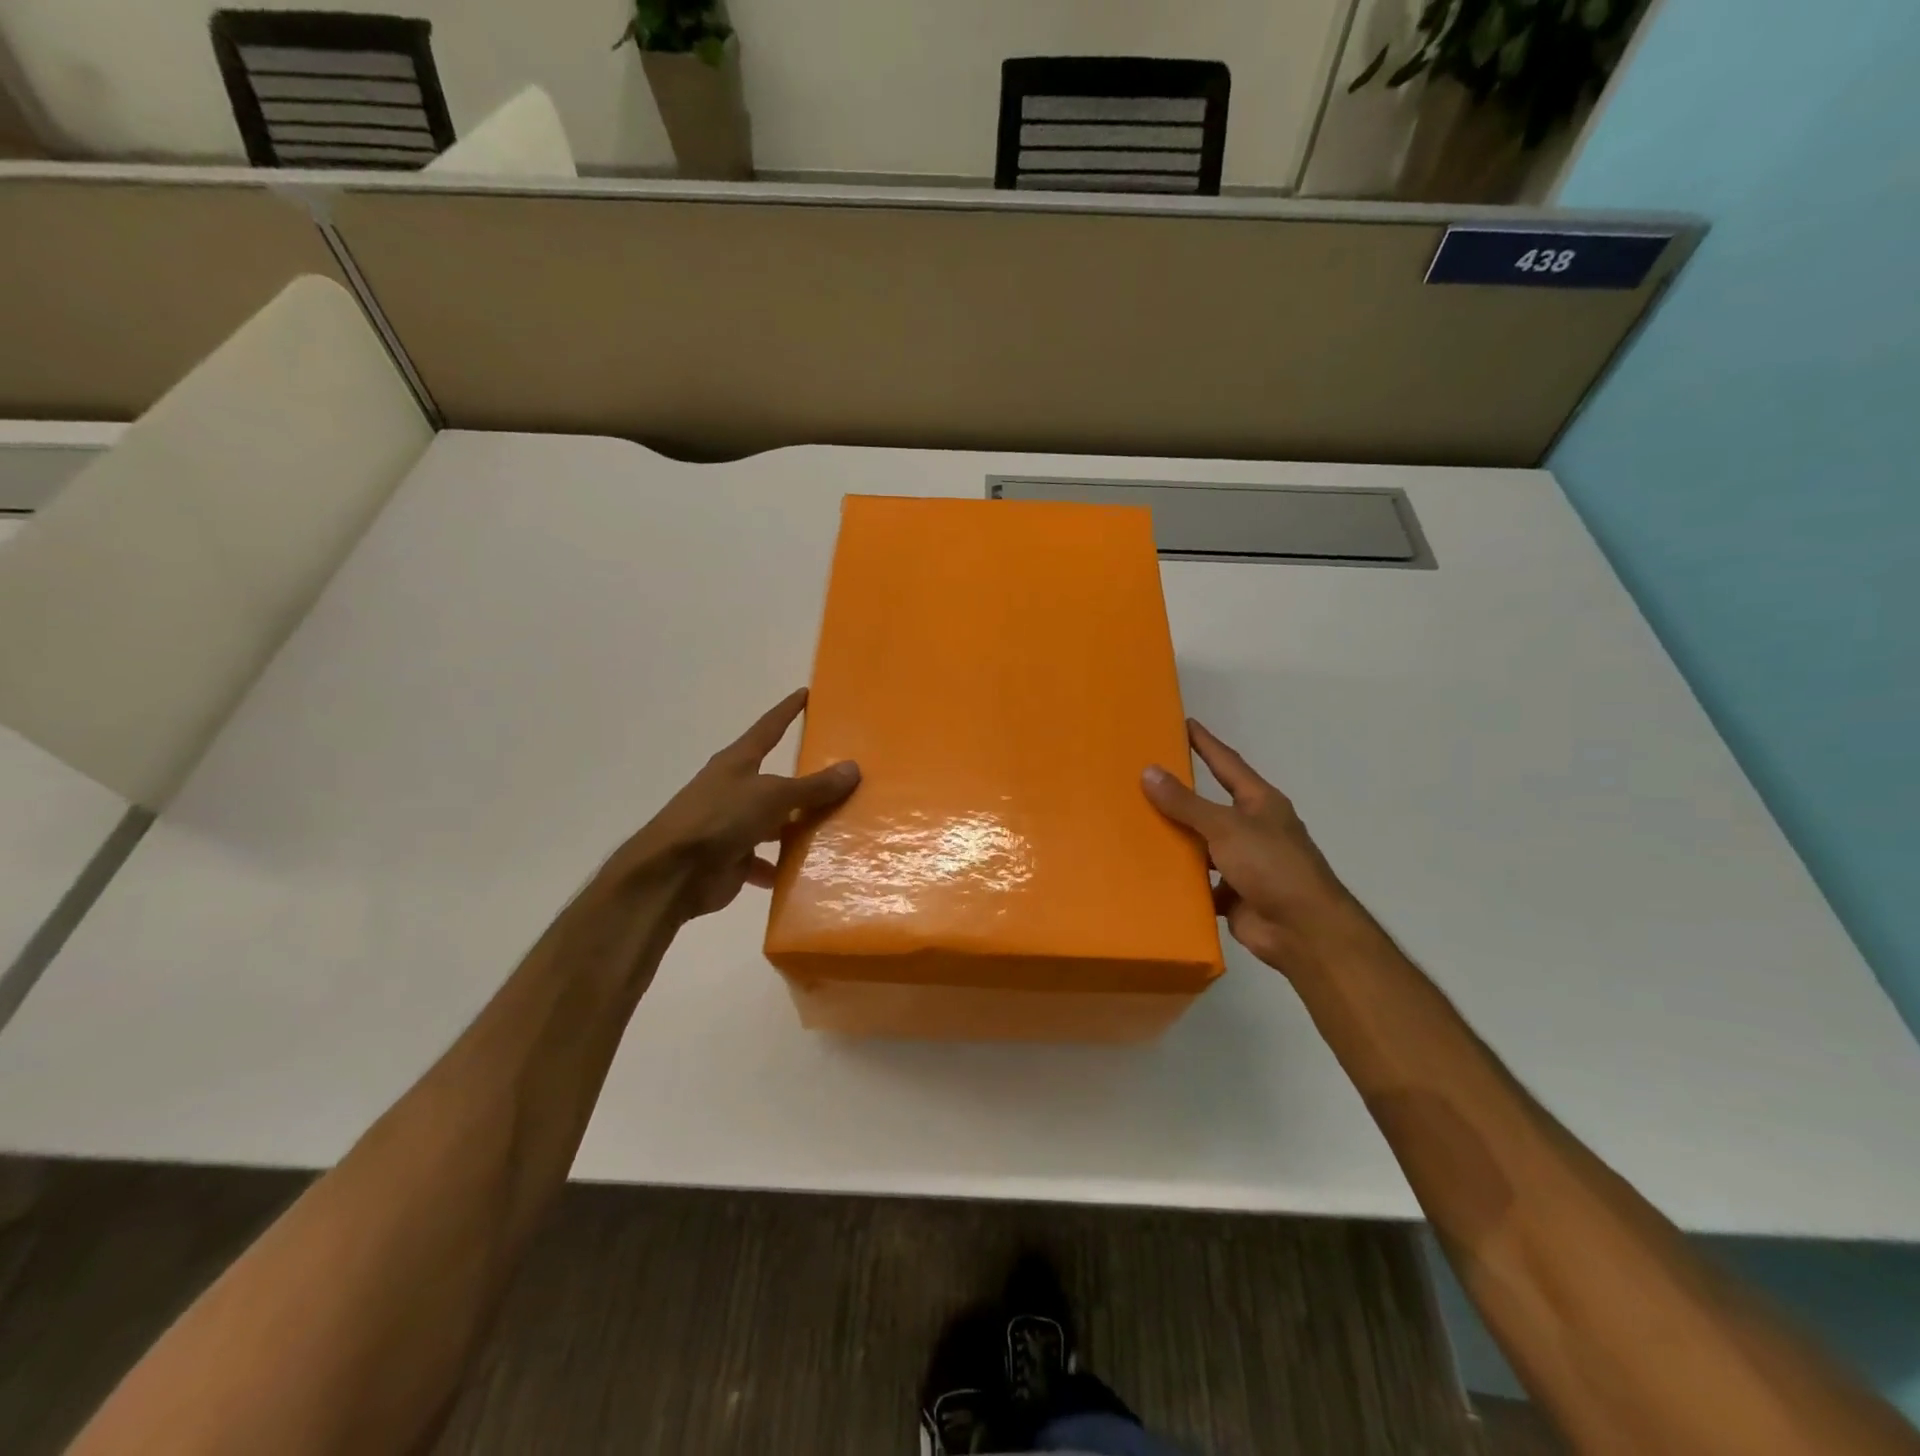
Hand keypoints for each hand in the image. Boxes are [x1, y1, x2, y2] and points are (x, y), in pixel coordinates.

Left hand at [601, 688, 859, 920]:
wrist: (672, 874)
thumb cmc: (720, 819)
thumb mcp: (772, 796)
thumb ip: (813, 786)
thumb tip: (853, 768)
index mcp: (738, 762)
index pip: (769, 728)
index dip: (787, 711)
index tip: (806, 693)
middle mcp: (735, 789)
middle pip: (778, 781)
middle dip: (806, 782)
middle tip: (845, 777)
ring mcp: (733, 825)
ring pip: (775, 823)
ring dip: (799, 828)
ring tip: (839, 829)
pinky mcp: (733, 859)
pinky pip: (767, 861)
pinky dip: (784, 866)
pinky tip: (812, 871)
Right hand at [1142, 720, 1372, 978]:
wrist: (1304, 931)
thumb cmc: (1272, 866)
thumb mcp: (1226, 827)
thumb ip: (1186, 803)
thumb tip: (1149, 771)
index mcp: (1260, 803)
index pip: (1227, 763)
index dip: (1206, 743)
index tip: (1184, 723)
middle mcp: (1253, 828)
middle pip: (1210, 805)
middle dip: (1181, 795)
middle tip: (1144, 777)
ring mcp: (1244, 863)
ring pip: (1202, 845)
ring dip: (1177, 840)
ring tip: (1136, 826)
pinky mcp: (1234, 894)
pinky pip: (1199, 881)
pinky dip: (1180, 879)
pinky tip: (1150, 872)